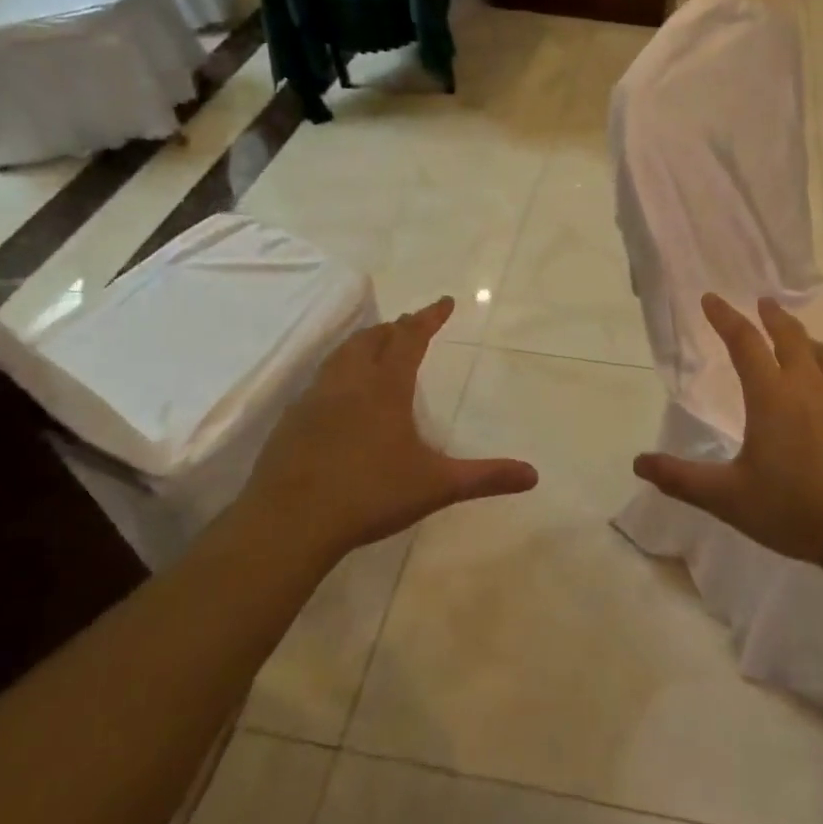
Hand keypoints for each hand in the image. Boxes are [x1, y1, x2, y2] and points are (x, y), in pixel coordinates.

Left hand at [239, 297, 537, 564]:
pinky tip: (340, 395)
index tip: (445, 301)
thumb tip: (533, 475)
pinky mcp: (291, 420)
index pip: (411, 337)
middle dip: (396, 327)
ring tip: (376, 346)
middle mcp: (350, 382)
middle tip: (411, 324)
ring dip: (364, 342)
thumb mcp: (436, 486)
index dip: (429, 317)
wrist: (289, 522)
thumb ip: (485, 477)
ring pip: (342, 354)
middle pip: (373, 338)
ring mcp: (315, 399)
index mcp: (386, 387)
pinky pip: (321, 380)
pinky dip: (339, 371)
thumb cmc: (370, 495)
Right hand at [634, 294, 822, 567]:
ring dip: (808, 342)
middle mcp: (809, 387)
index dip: (725, 318)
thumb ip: (683, 479)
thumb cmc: (796, 507)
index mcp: (771, 396)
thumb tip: (638, 463)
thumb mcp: (730, 498)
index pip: (744, 343)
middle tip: (764, 302)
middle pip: (791, 337)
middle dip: (773, 317)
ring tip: (802, 341)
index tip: (712, 298)